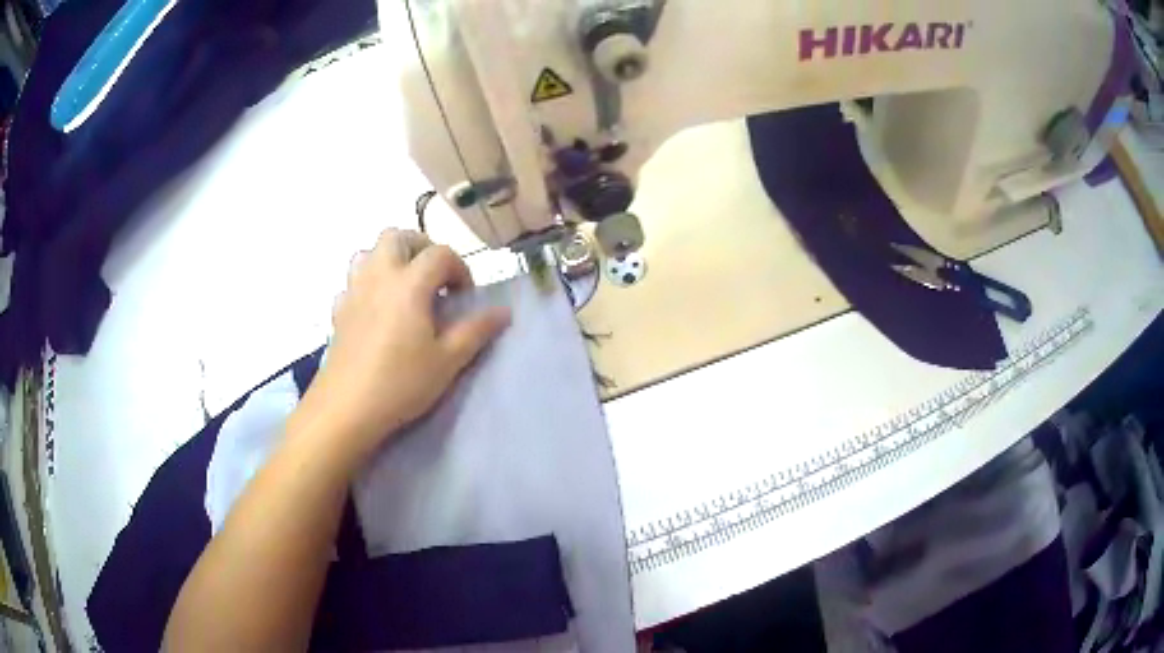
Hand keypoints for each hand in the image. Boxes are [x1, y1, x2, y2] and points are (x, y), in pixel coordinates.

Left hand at [301, 229, 509, 462]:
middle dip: (420, 247)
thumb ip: (476, 331)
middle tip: (434, 278)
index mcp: (410, 283)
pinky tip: (376, 309)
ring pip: (369, 252)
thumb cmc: (401, 383)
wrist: (347, 408)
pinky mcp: (338, 310)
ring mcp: (353, 291)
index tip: (464, 296)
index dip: (459, 268)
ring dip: (390, 259)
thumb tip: (503, 312)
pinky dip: (367, 283)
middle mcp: (379, 276)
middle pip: (397, 236)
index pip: (440, 253)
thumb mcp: (447, 361)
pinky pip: (352, 281)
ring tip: (405, 288)